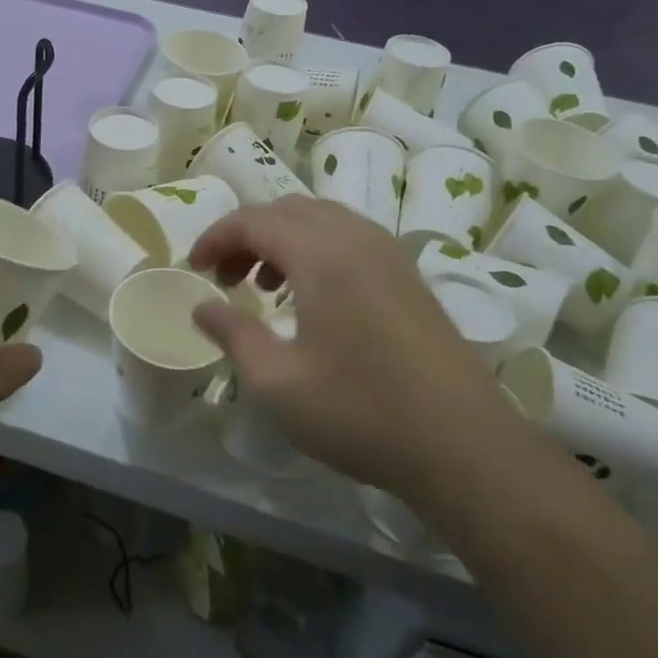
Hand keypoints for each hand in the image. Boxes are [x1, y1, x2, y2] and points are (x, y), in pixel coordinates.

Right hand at [189, 199, 526, 507]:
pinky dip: (316, 248)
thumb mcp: (277, 382)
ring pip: (321, 219)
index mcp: (321, 255)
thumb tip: (201, 307)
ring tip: (265, 287)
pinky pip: (349, 237)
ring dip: (282, 239)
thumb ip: (233, 334)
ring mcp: (389, 254)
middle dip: (246, 235)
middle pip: (286, 210)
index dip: (215, 238)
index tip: (194, 269)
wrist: (464, 447)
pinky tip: (312, 296)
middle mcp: (356, 239)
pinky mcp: (409, 275)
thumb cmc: (360, 413)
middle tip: (225, 279)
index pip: (253, 221)